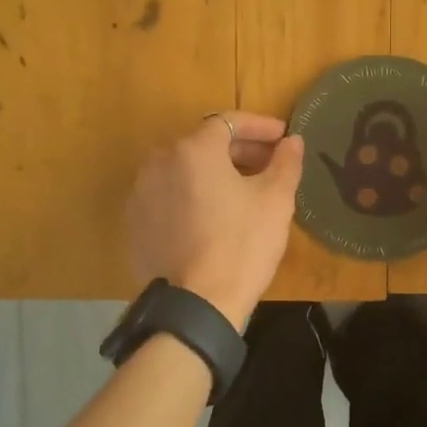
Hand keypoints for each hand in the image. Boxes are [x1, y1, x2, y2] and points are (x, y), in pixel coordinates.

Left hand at [127, 113, 303, 328]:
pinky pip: (169, 196)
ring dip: (214, 173)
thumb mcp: (275, 200)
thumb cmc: (242, 245)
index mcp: (194, 149)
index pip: (229, 122)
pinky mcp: (135, 222)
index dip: (260, 127)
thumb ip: (285, 162)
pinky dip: (192, 196)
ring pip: (184, 170)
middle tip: (269, 165)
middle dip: (239, 150)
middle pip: (204, 144)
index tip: (284, 138)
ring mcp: (141, 193)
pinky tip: (213, 217)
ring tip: (243, 192)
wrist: (197, 304)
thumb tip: (292, 141)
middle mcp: (160, 161)